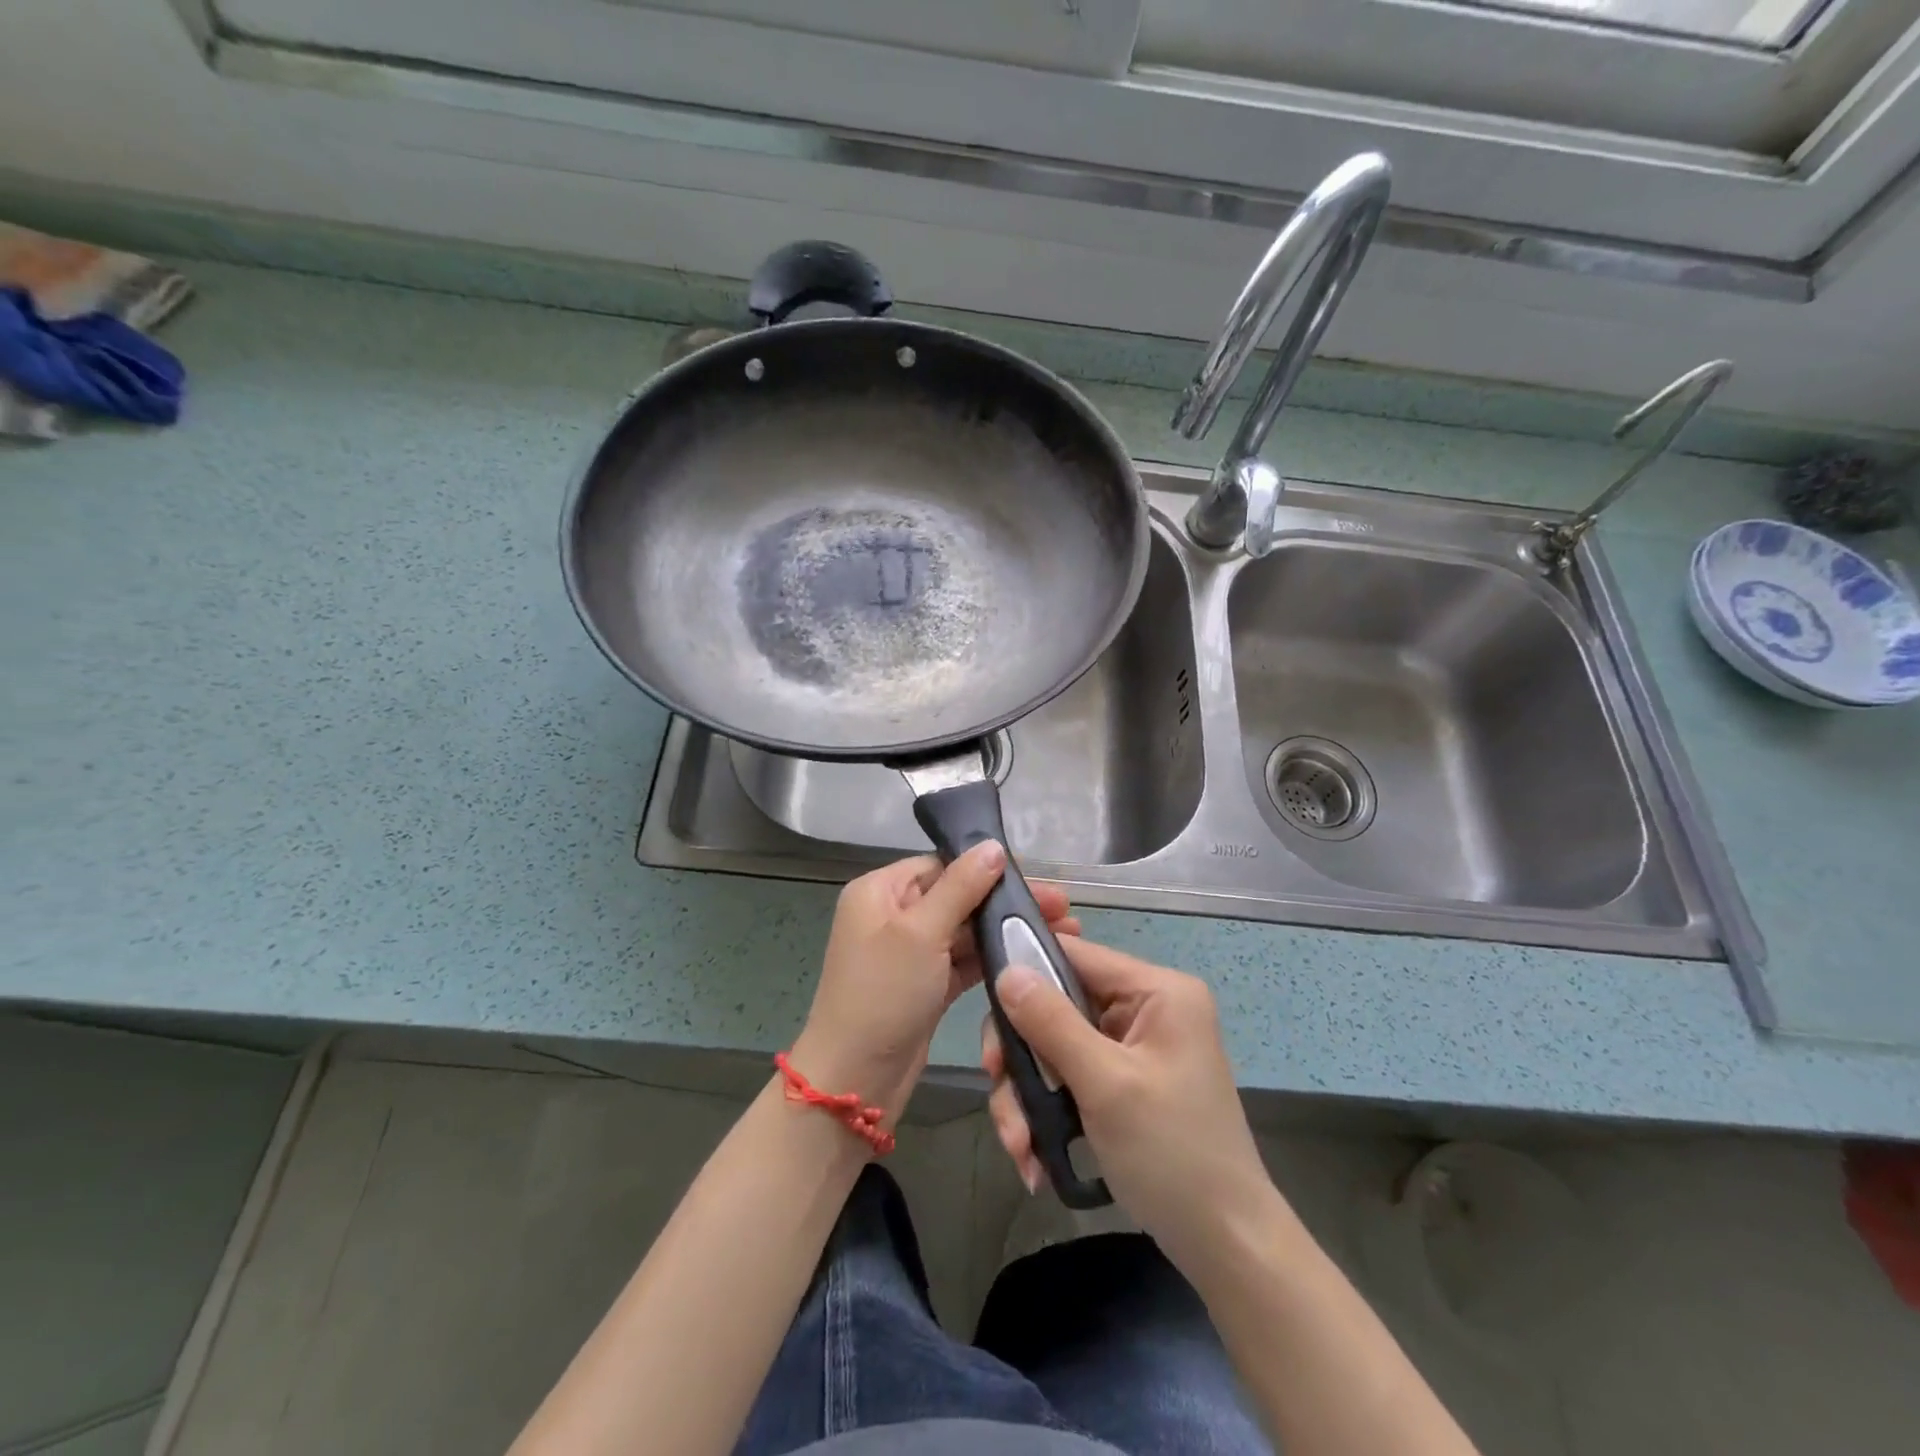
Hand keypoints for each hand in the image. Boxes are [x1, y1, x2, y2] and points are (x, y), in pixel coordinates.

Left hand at [793, 843, 1078, 1126]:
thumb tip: (993, 846)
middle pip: (957, 896)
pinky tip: (1032, 956)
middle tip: (1063, 907)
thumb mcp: (921, 932)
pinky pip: (963, 962)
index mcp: (880, 891)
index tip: (1034, 878)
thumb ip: (961, 887)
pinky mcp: (926, 986)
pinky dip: (993, 959)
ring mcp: (909, 953)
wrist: (855, 1079)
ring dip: (1005, 930)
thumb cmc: (884, 993)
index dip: (986, 868)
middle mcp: (893, 915)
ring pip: (964, 931)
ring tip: (1062, 932)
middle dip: (1005, 902)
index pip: (940, 865)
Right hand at [982, 936, 1272, 1264]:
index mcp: (1157, 991)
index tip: (988, 1012)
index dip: (1026, 973)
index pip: (1075, 955)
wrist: (1225, 1245)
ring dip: (1029, 1095)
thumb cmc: (1173, 1155)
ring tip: (1020, 1146)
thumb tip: (1007, 972)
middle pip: (1057, 1005)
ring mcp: (1134, 1047)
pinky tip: (1035, 1155)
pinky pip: (1069, 1077)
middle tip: (998, 1089)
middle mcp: (1145, 1008)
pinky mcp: (1122, 1082)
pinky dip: (1047, 1112)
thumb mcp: (1106, 1084)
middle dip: (1023, 1056)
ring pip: (1055, 1047)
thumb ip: (1052, 1023)